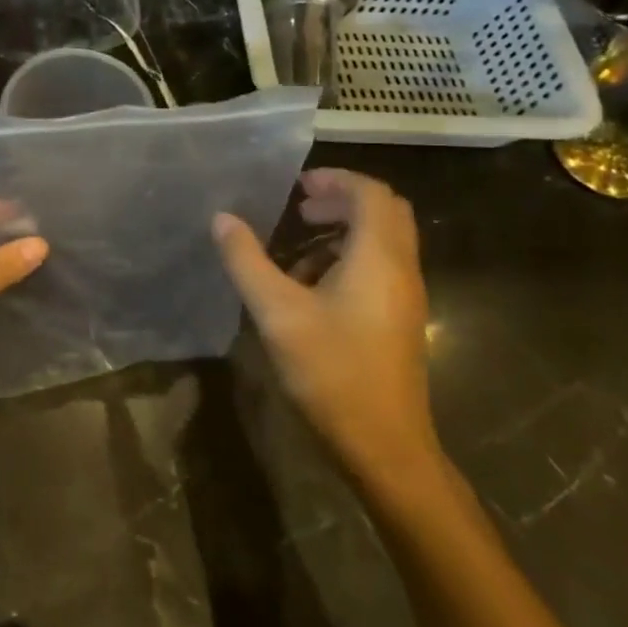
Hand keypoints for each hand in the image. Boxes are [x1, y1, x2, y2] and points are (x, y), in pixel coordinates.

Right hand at [213, 170, 437, 484]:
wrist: (385, 447)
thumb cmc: (332, 372)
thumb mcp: (277, 313)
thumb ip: (247, 261)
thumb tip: (222, 218)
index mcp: (379, 258)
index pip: (371, 193)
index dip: (335, 179)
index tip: (296, 185)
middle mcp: (401, 269)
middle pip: (385, 211)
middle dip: (342, 199)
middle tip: (300, 207)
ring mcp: (405, 296)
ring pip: (384, 240)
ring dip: (344, 229)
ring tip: (298, 245)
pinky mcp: (399, 319)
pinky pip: (381, 267)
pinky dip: (349, 257)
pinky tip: (310, 286)